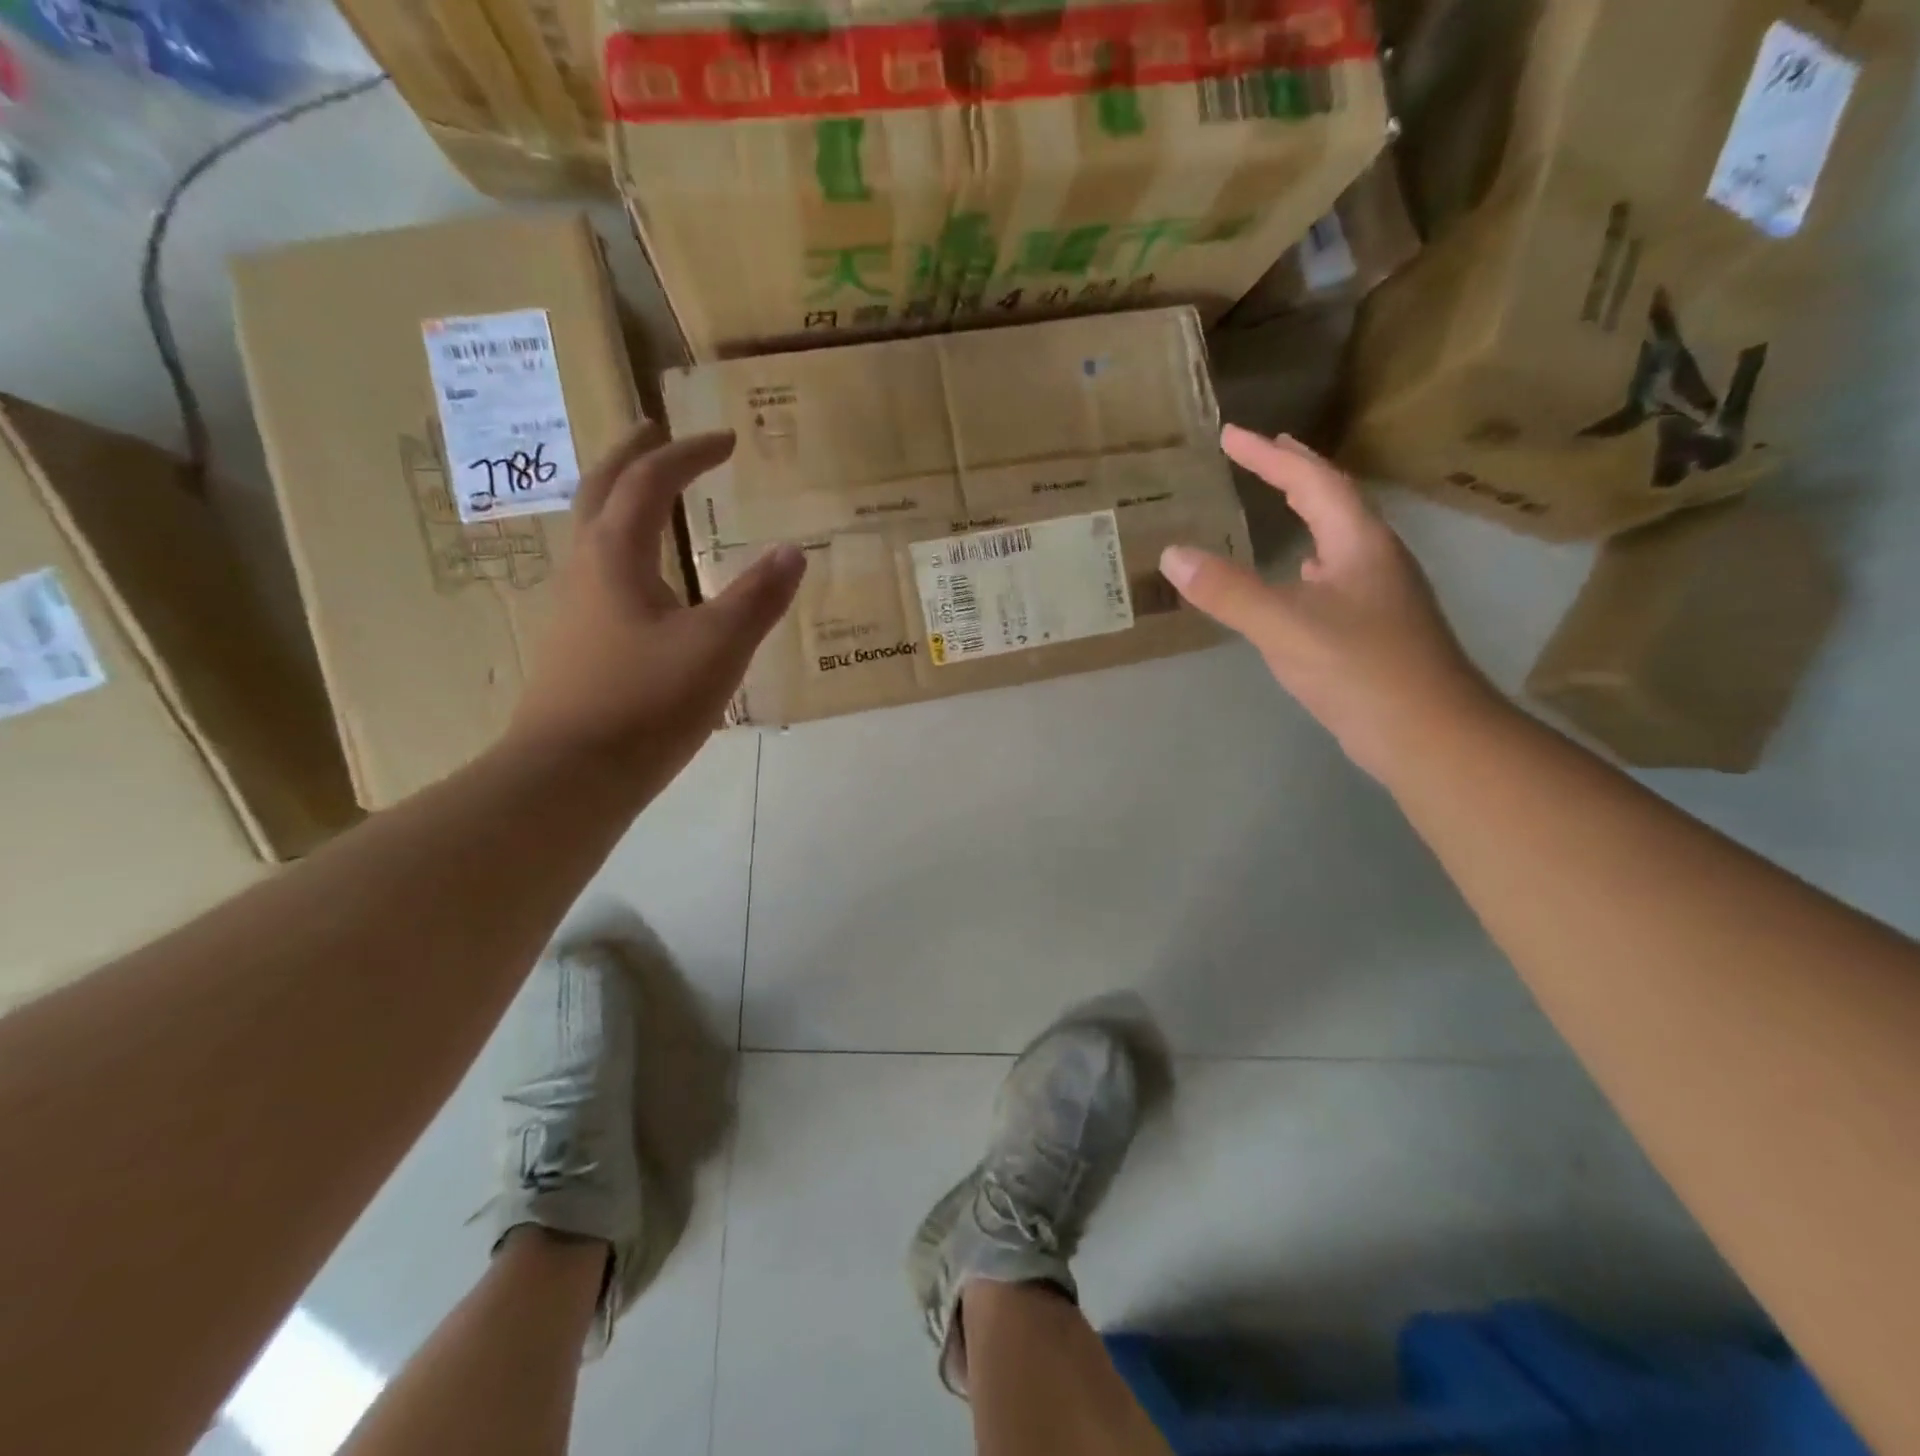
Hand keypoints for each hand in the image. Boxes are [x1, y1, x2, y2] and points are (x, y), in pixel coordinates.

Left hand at [509, 424, 803, 786]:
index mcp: (615, 556)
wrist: (569, 776)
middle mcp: (586, 570)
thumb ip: (758, 597)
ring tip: (654, 498)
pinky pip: (601, 573)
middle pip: (601, 491)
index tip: (727, 439)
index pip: (649, 482)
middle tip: (658, 431)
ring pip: (594, 533)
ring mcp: (574, 609)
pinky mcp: (578, 644)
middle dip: (632, 455)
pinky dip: (625, 548)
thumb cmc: (645, 703)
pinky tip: (648, 581)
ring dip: (622, 500)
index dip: (689, 453)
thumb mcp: (718, 648)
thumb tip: (794, 550)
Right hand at [1159, 425, 1500, 782]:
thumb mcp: (1286, 626)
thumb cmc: (1361, 669)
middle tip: (1261, 452)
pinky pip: (1336, 576)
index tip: (1231, 434)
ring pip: (1338, 538)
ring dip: (1308, 514)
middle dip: (1295, 472)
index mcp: (1360, 543)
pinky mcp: (1374, 629)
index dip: (1270, 456)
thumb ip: (1229, 591)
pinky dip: (1311, 563)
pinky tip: (1300, 578)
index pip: (1313, 481)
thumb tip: (1172, 555)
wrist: (1428, 734)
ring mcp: (1379, 595)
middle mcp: (1375, 559)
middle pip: (1334, 501)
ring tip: (1280, 503)